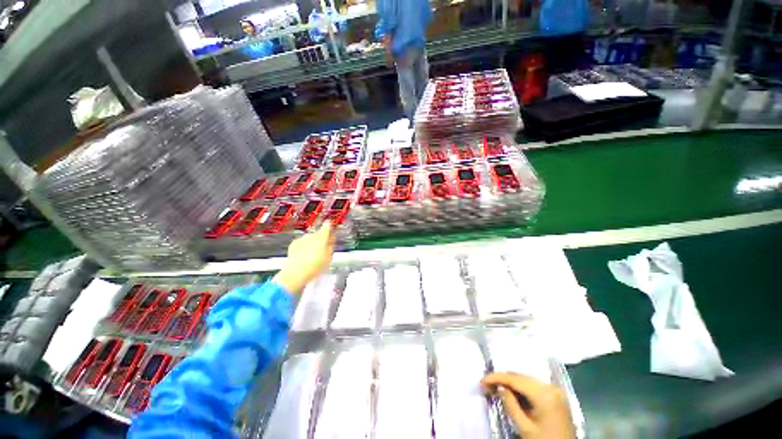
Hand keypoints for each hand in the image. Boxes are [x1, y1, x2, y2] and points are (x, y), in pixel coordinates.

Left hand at [273, 222, 335, 293]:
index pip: (327, 227)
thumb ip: (331, 246)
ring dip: (312, 244)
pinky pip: (302, 243)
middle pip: (319, 235)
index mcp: (322, 237)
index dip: (330, 226)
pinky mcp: (294, 244)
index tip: (331, 226)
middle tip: (324, 250)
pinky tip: (305, 257)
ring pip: (310, 239)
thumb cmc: (314, 266)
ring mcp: (302, 239)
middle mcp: (311, 236)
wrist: (296, 273)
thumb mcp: (329, 257)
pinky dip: (304, 248)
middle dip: (321, 240)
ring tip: (313, 256)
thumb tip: (331, 241)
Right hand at [482, 373, 574, 438]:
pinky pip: (534, 386)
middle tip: (487, 384)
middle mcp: (551, 387)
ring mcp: (556, 390)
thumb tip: (499, 387)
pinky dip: (522, 388)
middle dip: (503, 379)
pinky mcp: (557, 396)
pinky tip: (512, 393)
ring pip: (527, 380)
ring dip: (511, 383)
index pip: (515, 379)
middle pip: (521, 377)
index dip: (496, 378)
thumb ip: (510, 404)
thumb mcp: (525, 428)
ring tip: (496, 388)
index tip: (481, 381)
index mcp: (544, 394)